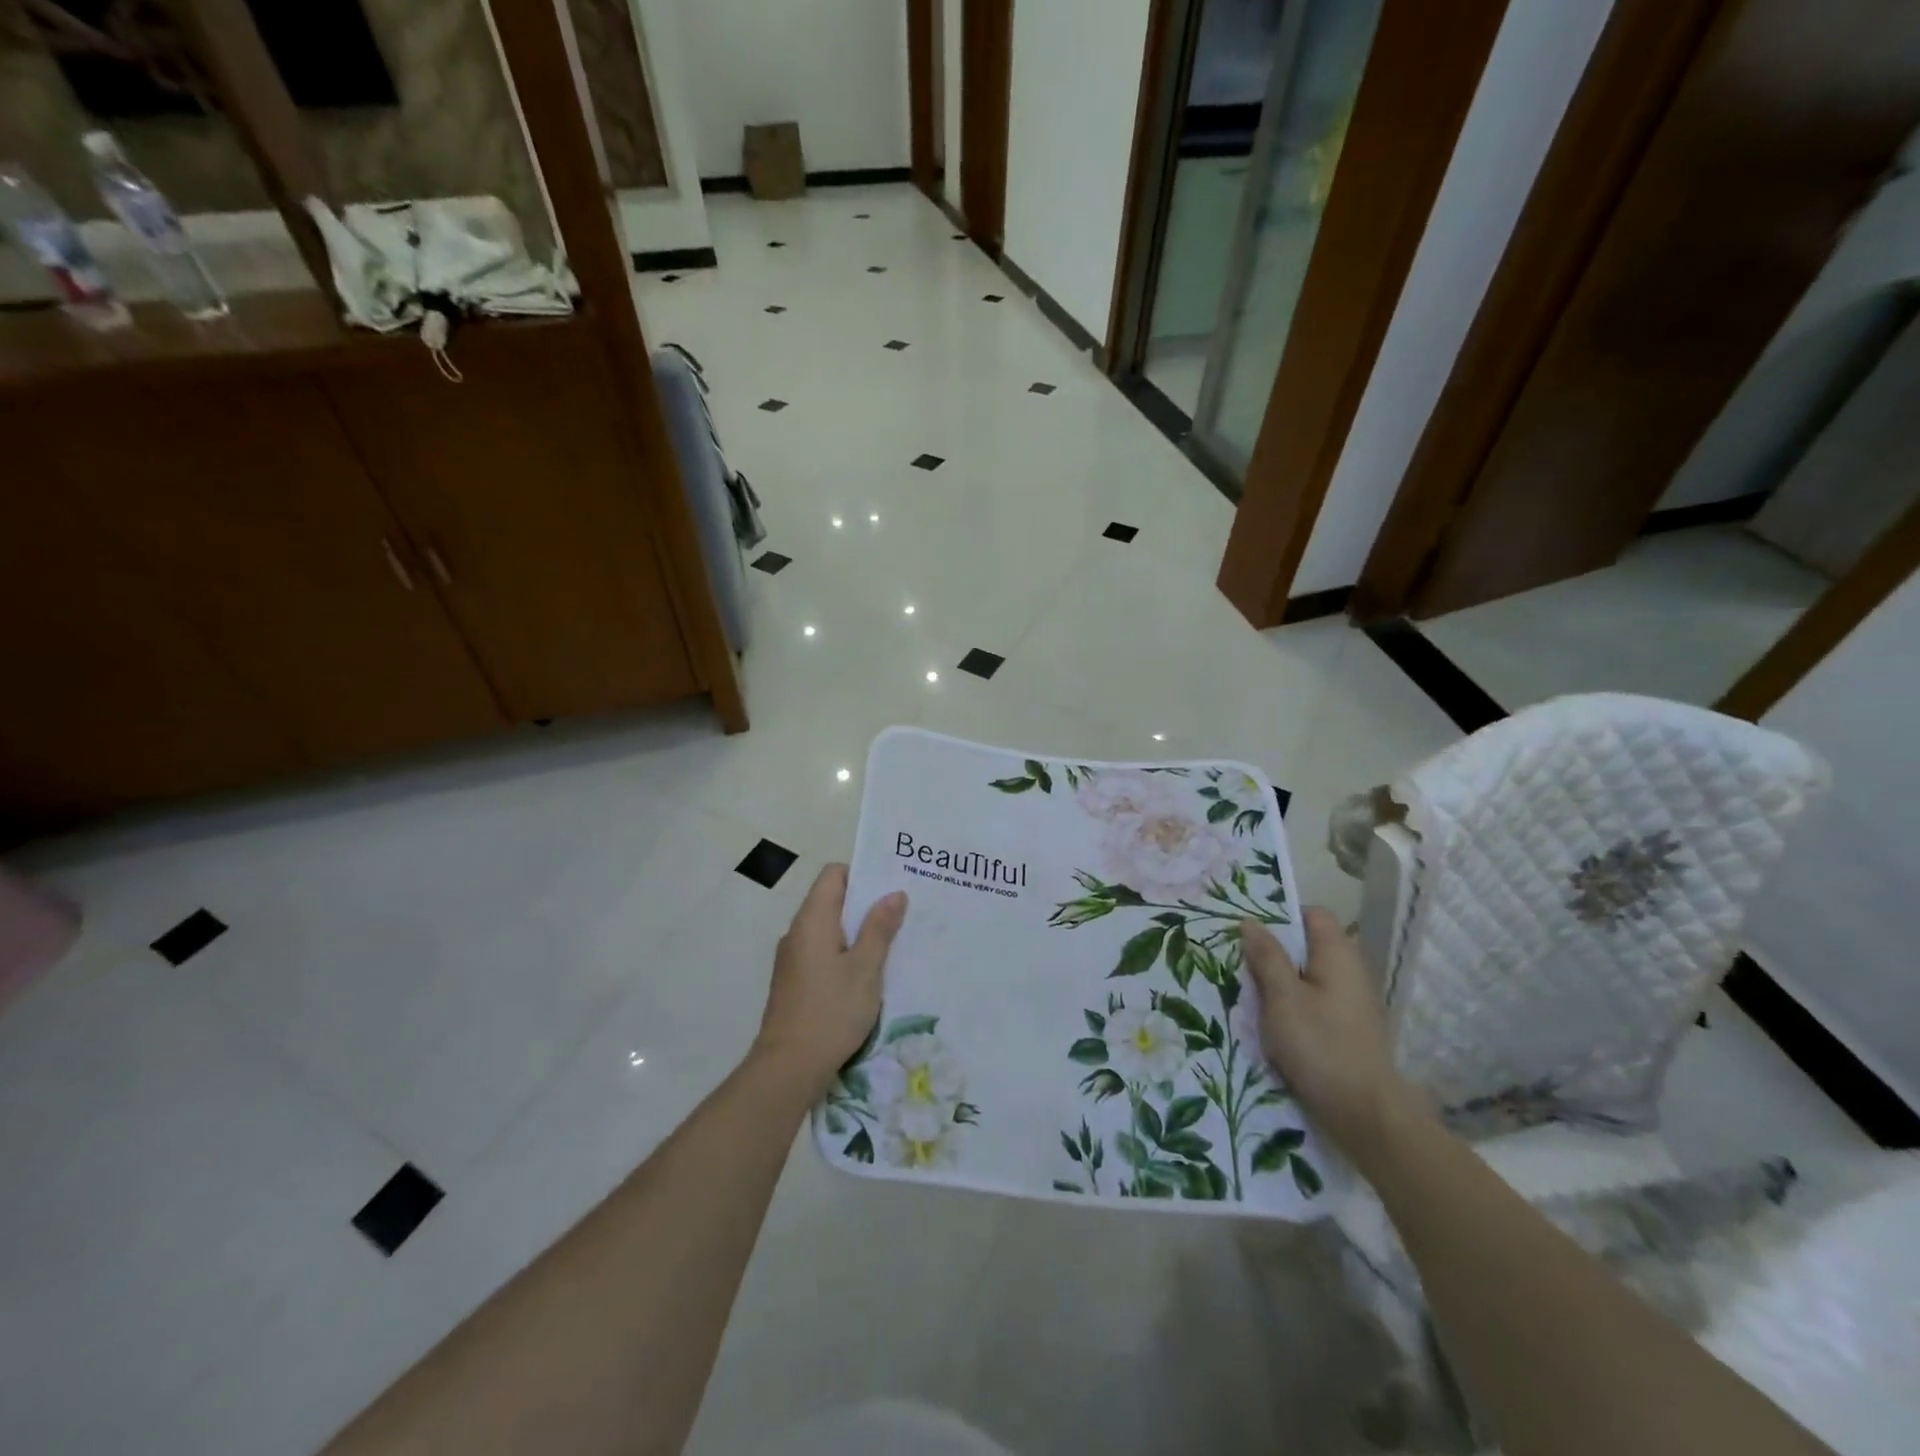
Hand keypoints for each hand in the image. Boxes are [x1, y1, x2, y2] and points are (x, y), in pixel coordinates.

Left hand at [754, 864, 907, 1099]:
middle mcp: (797, 932)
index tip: (890, 887)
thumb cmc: (831, 1012)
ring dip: (857, 931)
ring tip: (890, 942)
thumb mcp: (865, 969)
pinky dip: (844, 952)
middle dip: (865, 904)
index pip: (833, 874)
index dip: (861, 874)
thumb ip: (879, 928)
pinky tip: (867, 973)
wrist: (788, 1068)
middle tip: (901, 913)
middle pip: (832, 900)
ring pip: (828, 928)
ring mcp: (792, 958)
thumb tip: (894, 893)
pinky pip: (822, 951)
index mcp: (812, 920)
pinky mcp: (794, 981)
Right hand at [1241, 908, 1418, 1159]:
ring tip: (1248, 993)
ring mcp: (1351, 1002)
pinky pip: (1314, 1002)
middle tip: (1238, 961)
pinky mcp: (1347, 1029)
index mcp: (1338, 955)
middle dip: (1273, 951)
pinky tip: (1270, 1022)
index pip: (1312, 914)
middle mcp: (1350, 971)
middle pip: (1308, 946)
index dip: (1281, 916)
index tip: (1248, 930)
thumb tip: (1251, 921)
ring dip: (1279, 982)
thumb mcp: (1282, 998)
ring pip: (1307, 976)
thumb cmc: (1321, 1046)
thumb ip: (1266, 956)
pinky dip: (1292, 1005)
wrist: (1365, 1114)